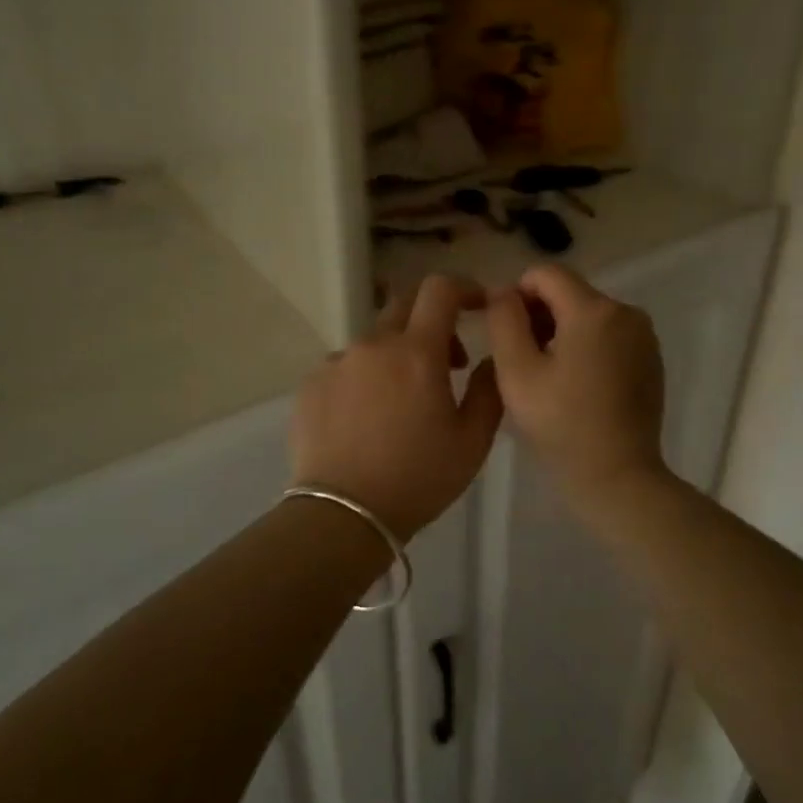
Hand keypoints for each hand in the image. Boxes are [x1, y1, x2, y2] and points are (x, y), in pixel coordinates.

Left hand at [290, 275, 503, 537]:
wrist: (343, 515)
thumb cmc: (418, 479)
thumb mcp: (472, 441)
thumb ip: (489, 389)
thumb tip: (491, 358)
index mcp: (417, 352)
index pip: (440, 290)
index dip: (464, 287)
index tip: (479, 305)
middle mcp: (374, 345)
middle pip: (405, 304)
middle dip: (433, 319)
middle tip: (449, 360)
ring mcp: (337, 362)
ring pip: (375, 341)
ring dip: (397, 355)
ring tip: (403, 402)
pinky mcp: (311, 384)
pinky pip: (345, 366)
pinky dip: (365, 377)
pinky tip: (367, 418)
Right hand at [487, 265, 668, 499]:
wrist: (618, 476)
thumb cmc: (561, 425)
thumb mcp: (517, 372)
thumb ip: (504, 320)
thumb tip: (503, 291)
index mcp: (594, 310)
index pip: (546, 273)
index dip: (517, 294)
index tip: (506, 332)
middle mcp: (626, 312)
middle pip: (570, 292)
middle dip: (541, 315)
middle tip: (523, 360)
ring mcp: (644, 335)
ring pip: (589, 314)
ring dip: (562, 332)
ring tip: (549, 376)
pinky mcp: (651, 357)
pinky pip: (609, 334)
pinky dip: (587, 346)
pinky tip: (577, 385)